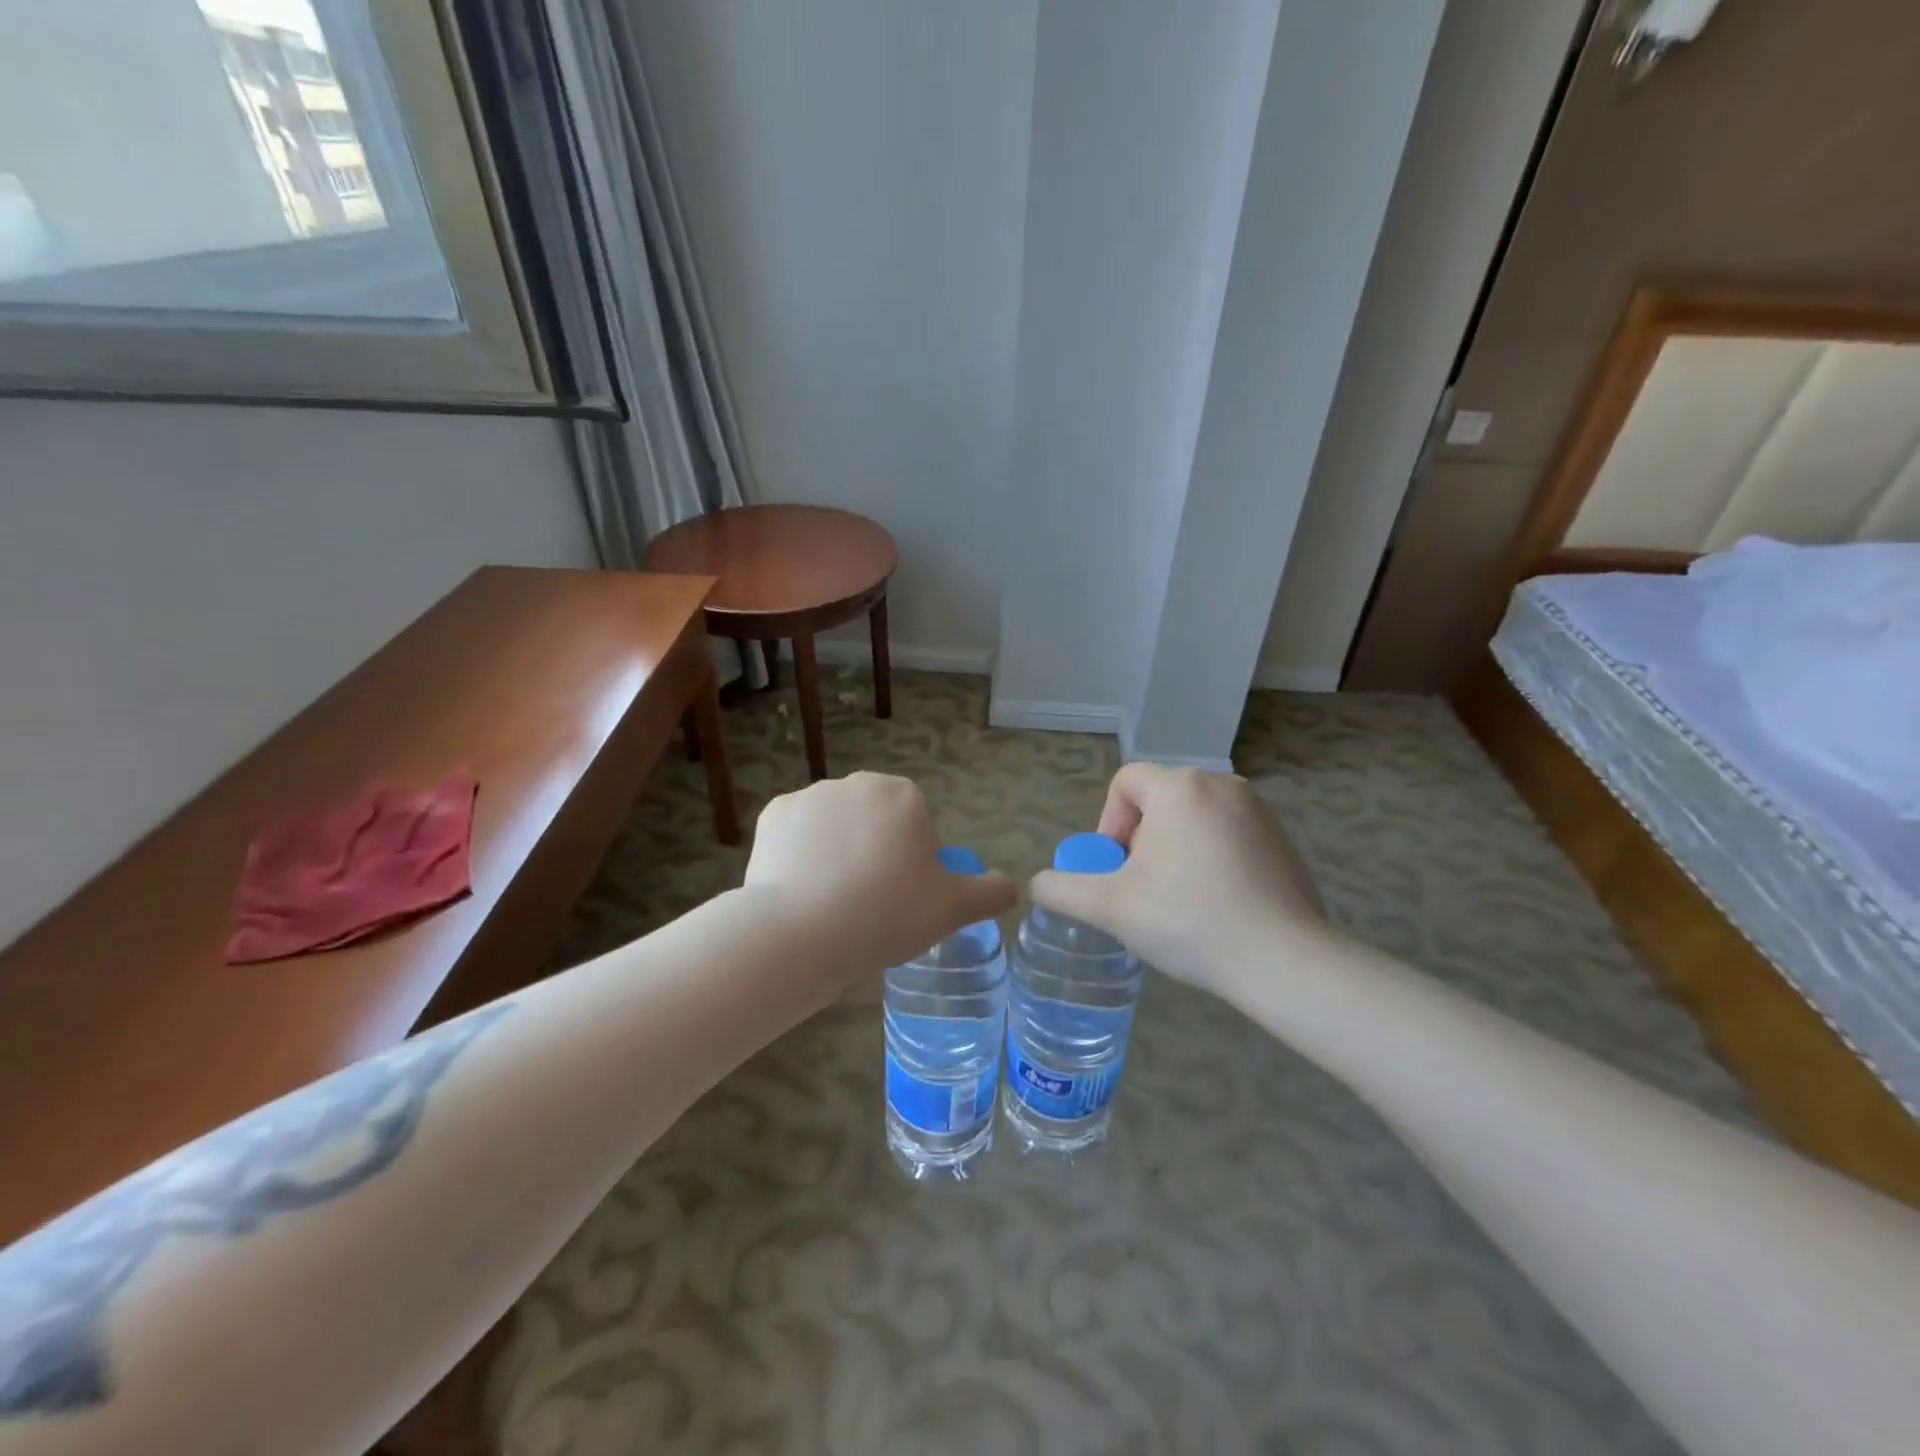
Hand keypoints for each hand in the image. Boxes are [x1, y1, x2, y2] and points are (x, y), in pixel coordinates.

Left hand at [744, 772, 1015, 982]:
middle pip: (873, 819)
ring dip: (835, 850)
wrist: (801, 932)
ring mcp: (810, 796)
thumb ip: (990, 893)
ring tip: (830, 902)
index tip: (900, 896)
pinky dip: (798, 855)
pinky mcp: (772, 815)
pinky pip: (795, 834)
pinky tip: (799, 889)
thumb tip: (1012, 886)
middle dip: (873, 849)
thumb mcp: (952, 910)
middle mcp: (857, 784)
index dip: (911, 859)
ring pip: (833, 825)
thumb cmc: (886, 914)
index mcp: (903, 796)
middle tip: (868, 901)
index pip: (914, 822)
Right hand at [1030, 764, 1329, 997]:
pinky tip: (1217, 905)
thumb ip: (1062, 889)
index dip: (1109, 822)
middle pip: (1160, 800)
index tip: (1116, 868)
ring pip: (1194, 818)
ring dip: (1175, 850)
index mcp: (1179, 788)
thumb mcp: (1109, 907)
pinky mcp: (1282, 839)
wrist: (1283, 961)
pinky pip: (1228, 835)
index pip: (1126, 782)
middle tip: (1143, 890)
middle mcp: (1221, 784)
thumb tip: (1039, 884)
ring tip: (1179, 901)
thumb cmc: (1188, 921)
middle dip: (1142, 841)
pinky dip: (1212, 859)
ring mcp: (1258, 811)